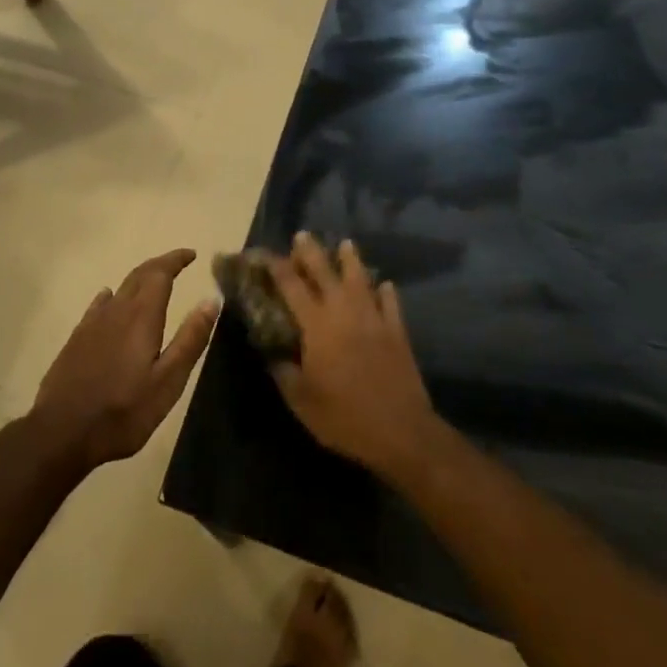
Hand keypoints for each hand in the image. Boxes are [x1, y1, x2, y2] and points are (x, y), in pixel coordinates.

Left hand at [33, 249, 219, 470]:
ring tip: (152, 282)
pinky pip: (99, 305)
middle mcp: (116, 310)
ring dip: (139, 280)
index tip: (190, 254)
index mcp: (141, 317)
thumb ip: (190, 340)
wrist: (62, 431)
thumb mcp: (168, 381)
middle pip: (139, 275)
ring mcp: (92, 323)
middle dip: (160, 265)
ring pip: (119, 289)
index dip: (175, 260)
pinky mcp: (77, 338)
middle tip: (177, 263)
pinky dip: (112, 296)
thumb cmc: (123, 411)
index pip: (160, 274)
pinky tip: (109, 300)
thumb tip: (210, 301)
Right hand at [268, 233, 440, 480]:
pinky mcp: (397, 332)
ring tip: (346, 244)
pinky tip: (385, 284)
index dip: (277, 268)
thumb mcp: (300, 400)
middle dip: (311, 252)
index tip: (265, 255)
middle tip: (303, 236)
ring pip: (361, 279)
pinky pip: (391, 303)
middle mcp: (344, 312)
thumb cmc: (344, 417)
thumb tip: (272, 353)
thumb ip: (283, 371)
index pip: (292, 287)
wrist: (400, 431)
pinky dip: (386, 291)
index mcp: (316, 325)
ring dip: (351, 260)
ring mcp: (374, 319)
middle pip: (325, 272)